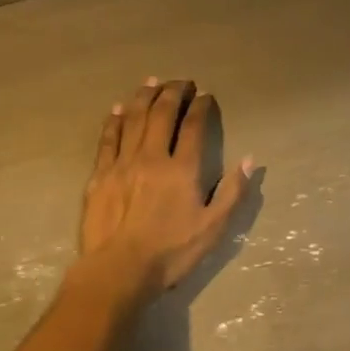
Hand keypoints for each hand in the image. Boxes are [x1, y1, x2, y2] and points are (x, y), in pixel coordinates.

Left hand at [79, 78, 253, 297]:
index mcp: (182, 168)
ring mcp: (122, 163)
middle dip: (173, 92)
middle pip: (161, 113)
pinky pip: (108, 138)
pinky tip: (118, 109)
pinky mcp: (100, 174)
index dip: (201, 106)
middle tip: (182, 82)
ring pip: (133, 118)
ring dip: (144, 96)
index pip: (193, 126)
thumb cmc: (171, 252)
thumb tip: (249, 159)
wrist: (120, 269)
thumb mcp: (213, 228)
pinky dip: (114, 119)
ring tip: (152, 82)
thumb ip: (233, 192)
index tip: (206, 96)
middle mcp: (152, 156)